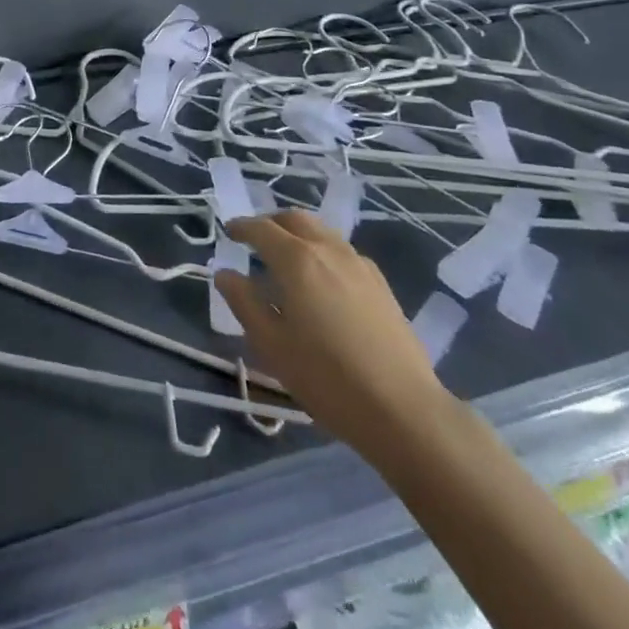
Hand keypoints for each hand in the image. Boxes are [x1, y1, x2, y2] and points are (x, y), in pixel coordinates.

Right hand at [216, 211, 453, 459]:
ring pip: (321, 231)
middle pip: (294, 219)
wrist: (404, 410)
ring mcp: (359, 264)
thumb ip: (244, 303)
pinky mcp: (380, 283)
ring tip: (286, 258)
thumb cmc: (328, 379)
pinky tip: (322, 280)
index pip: (261, 229)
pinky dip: (322, 250)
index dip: (241, 227)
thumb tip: (225, 273)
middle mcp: (328, 250)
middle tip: (255, 240)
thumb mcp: (272, 346)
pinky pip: (342, 251)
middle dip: (270, 222)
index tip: (229, 232)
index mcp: (297, 260)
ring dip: (298, 234)